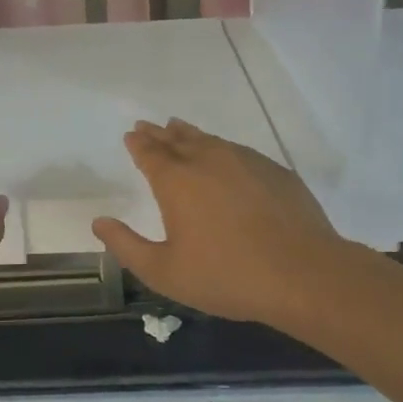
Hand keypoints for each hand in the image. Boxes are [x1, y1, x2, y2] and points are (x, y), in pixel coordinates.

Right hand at [92, 119, 349, 326]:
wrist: (303, 274)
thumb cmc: (226, 276)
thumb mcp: (164, 271)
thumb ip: (126, 245)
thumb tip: (99, 222)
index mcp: (176, 181)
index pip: (151, 153)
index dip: (138, 143)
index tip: (131, 135)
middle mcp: (208, 160)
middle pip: (178, 139)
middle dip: (160, 133)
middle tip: (148, 126)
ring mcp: (245, 161)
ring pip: (210, 140)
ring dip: (190, 135)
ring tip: (180, 129)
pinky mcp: (275, 171)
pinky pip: (239, 151)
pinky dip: (222, 149)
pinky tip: (225, 157)